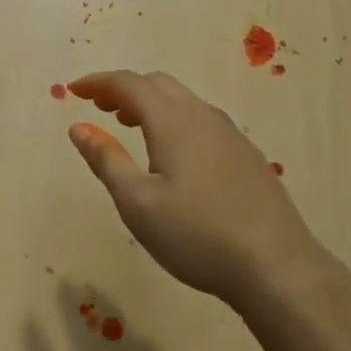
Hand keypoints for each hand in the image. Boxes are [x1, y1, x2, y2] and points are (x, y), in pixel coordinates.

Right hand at [66, 69, 317, 302]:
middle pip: (158, 84)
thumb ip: (105, 160)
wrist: (278, 268)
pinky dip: (174, 120)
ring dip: (150, 104)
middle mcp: (203, 117)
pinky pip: (201, 120)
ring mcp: (230, 135)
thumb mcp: (136, 202)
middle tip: (99, 108)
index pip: (129, 83)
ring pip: (183, 101)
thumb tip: (79, 127)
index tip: (73, 91)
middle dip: (123, 89)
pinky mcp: (247, 156)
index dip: (97, 82)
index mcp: (173, 121)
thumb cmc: (196, 235)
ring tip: (129, 126)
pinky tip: (172, 154)